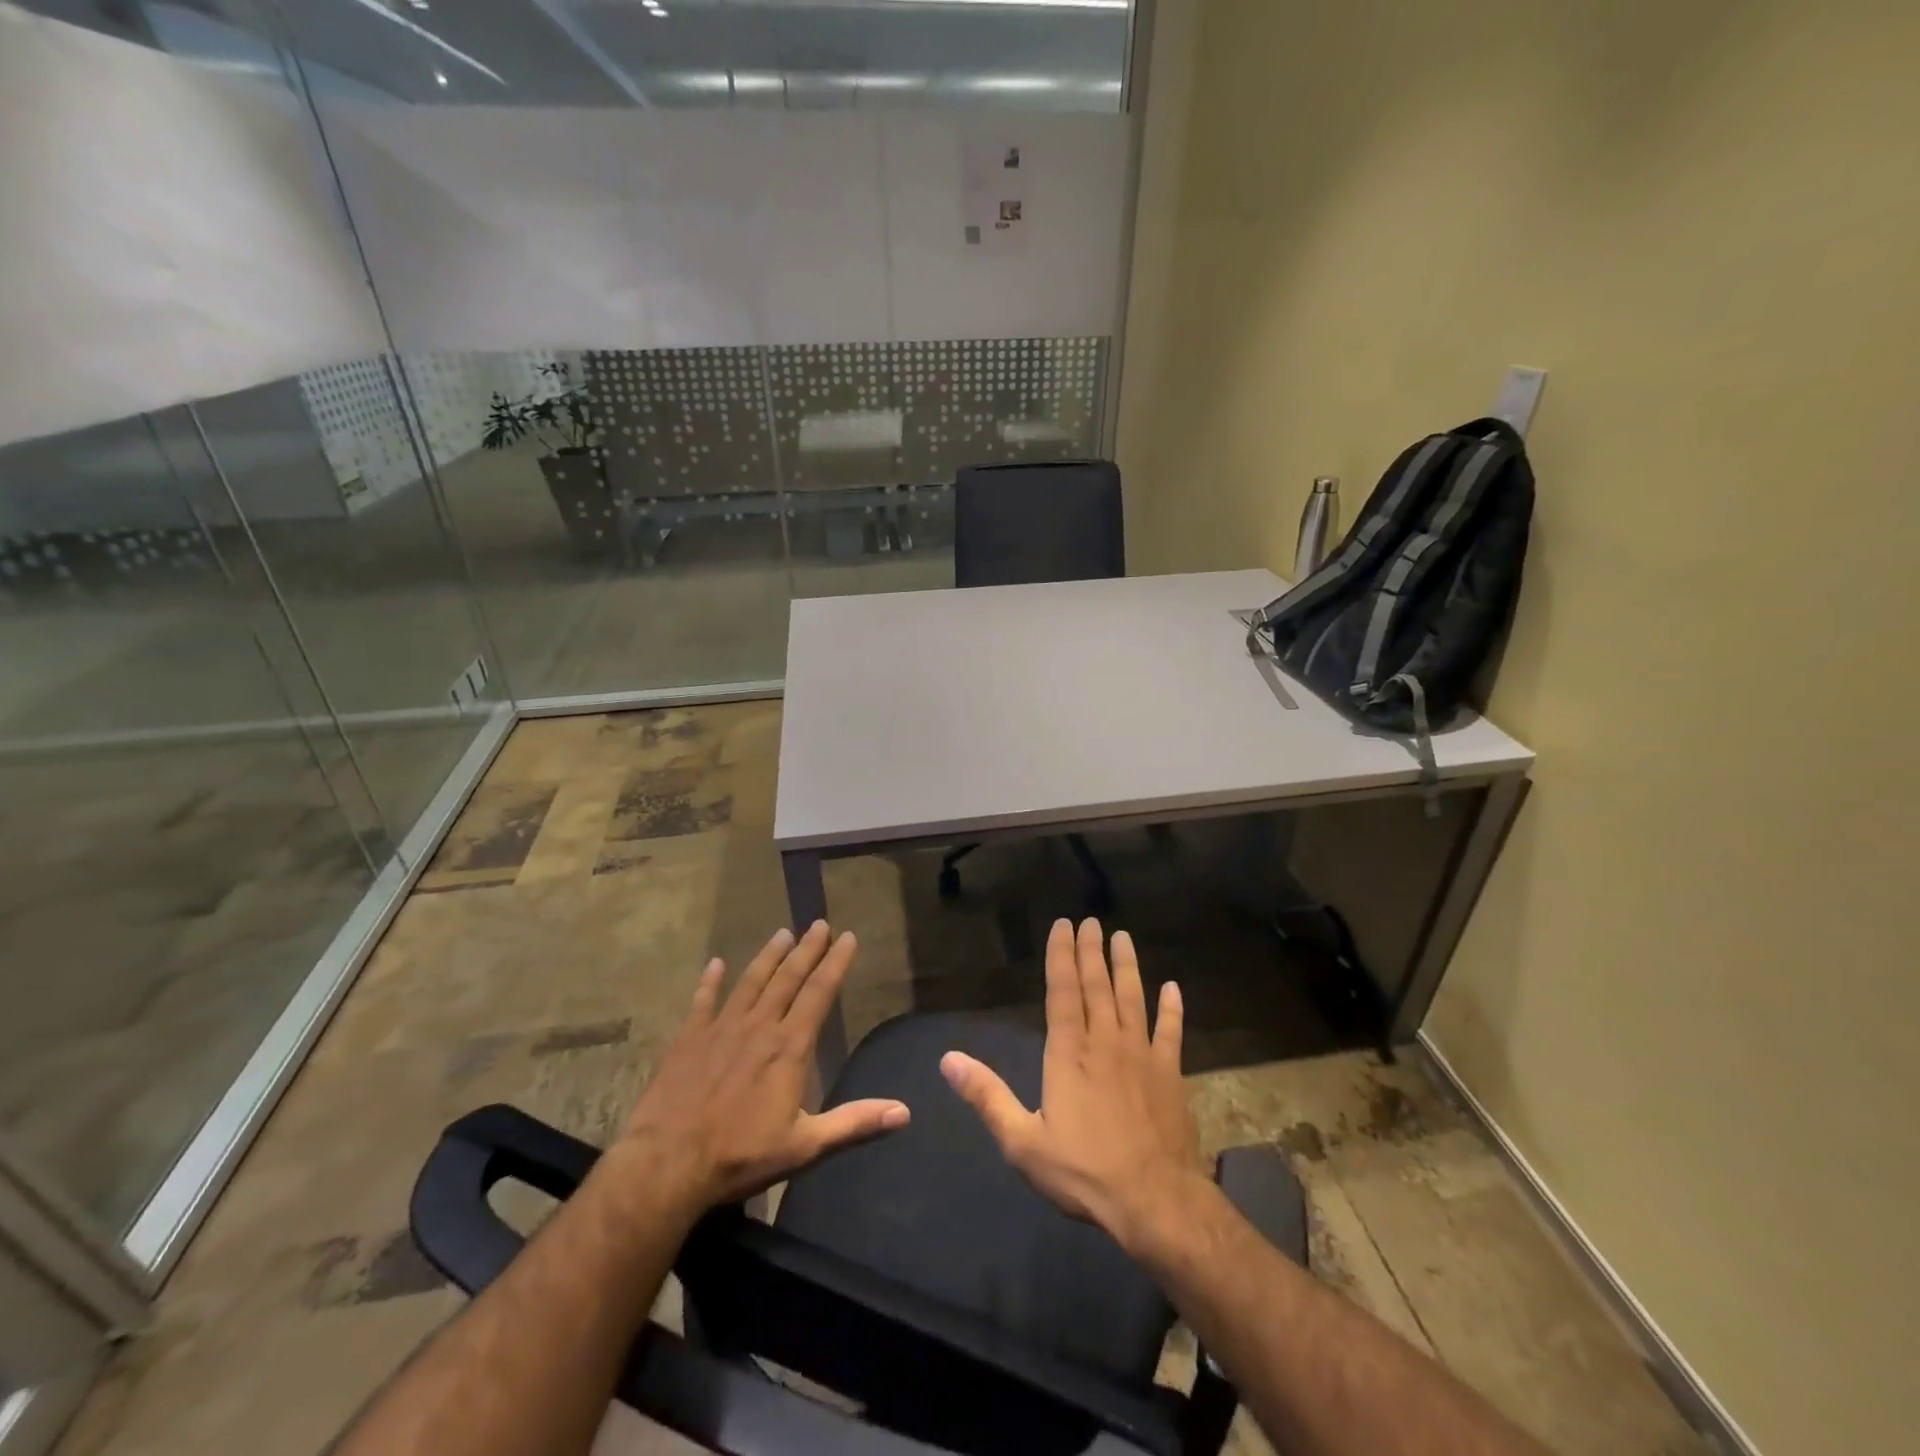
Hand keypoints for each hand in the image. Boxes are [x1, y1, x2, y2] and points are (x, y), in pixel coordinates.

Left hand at [616, 923, 907, 1215]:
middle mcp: (759, 1027)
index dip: (836, 963)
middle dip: (807, 949)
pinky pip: (702, 1002)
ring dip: (768, 957)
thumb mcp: (805, 1147)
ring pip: (750, 982)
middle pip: (788, 979)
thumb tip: (904, 1112)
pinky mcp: (688, 1040)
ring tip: (782, 933)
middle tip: (819, 923)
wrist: (666, 1165)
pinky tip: (715, 964)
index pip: (819, 993)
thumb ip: (854, 1124)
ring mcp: (721, 1029)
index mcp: (789, 1048)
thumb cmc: (740, 1156)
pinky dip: (710, 982)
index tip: (848, 936)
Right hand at [940, 919, 1208, 1257]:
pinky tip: (1173, 988)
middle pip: (1097, 986)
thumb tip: (948, 1059)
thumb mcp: (1022, 1141)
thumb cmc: (1083, 1171)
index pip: (1063, 992)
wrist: (1154, 1201)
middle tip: (1092, 921)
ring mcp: (1142, 1055)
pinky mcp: (1169, 1074)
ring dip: (1127, 967)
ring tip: (1123, 938)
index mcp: (1069, 1053)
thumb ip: (987, 1096)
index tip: (1063, 925)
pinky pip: (1171, 1032)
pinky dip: (1172, 1009)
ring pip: (1132, 999)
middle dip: (1092, 951)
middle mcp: (1105, 1042)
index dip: (1062, 956)